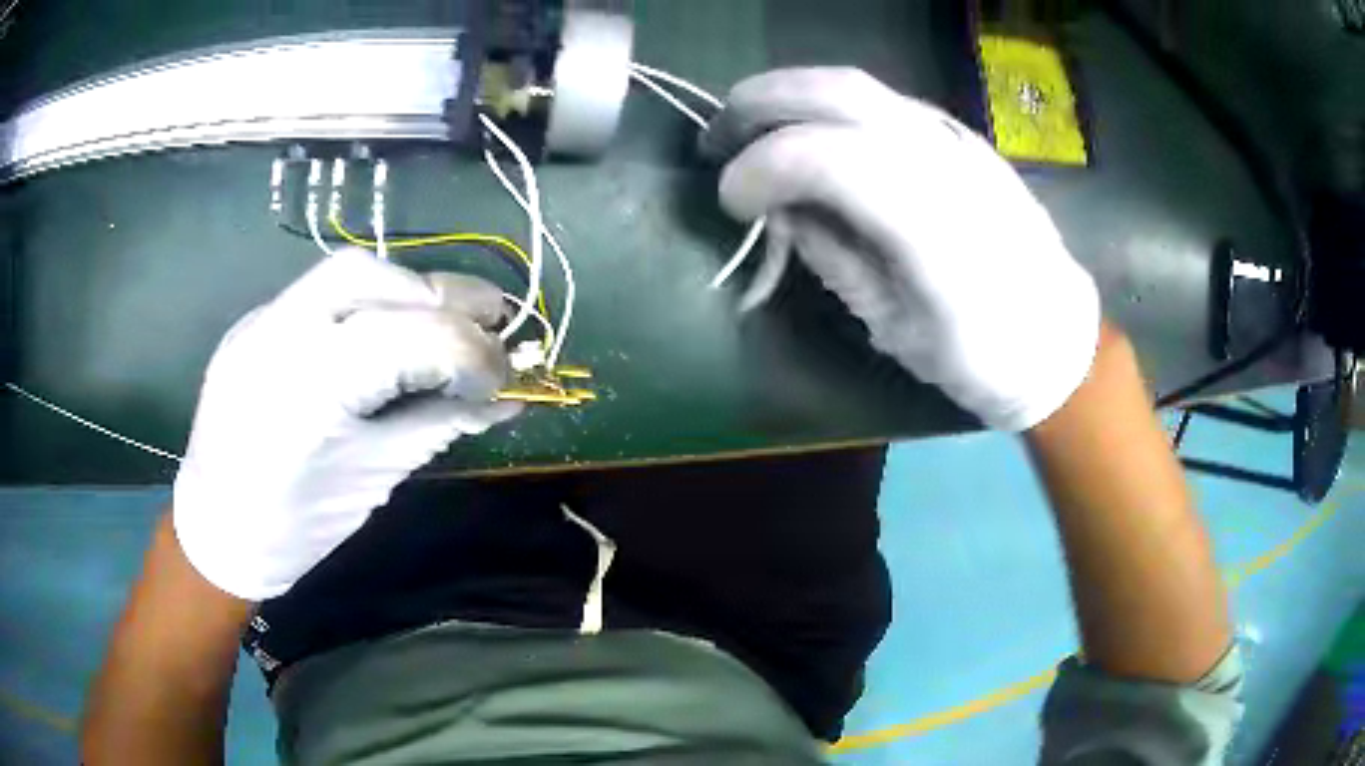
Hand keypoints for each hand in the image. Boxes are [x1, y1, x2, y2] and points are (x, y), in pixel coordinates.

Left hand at [173, 250, 520, 599]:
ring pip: (347, 272)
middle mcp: (277, 336)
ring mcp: (260, 321)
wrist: (215, 529)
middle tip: (489, 325)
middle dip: (441, 296)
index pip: (404, 336)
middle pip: (372, 277)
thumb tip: (507, 401)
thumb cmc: (293, 526)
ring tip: (446, 324)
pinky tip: (391, 335)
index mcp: (305, 393)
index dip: (469, 350)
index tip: (505, 378)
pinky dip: (373, 303)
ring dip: (408, 292)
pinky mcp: (257, 321)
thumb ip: (437, 427)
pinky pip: (325, 292)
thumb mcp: (372, 479)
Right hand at [703, 68, 1100, 430]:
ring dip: (788, 95)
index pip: (821, 156)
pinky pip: (880, 100)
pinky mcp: (959, 135)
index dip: (758, 169)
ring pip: (855, 85)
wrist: (1056, 334)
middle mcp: (941, 158)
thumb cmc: (980, 353)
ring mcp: (954, 137)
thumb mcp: (894, 324)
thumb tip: (777, 209)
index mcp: (928, 221)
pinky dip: (827, 105)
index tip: (730, 204)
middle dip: (759, 105)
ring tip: (750, 127)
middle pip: (834, 93)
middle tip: (717, 138)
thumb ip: (832, 255)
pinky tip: (809, 133)